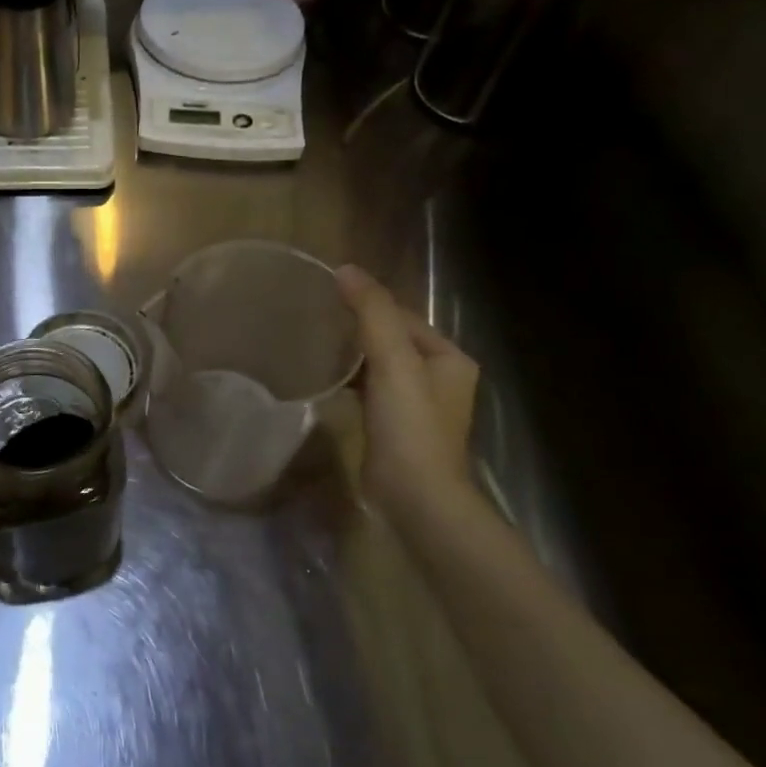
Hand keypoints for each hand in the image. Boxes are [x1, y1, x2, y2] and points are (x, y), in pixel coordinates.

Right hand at [336, 264, 479, 512]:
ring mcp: (419, 407)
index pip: (404, 318)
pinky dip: (353, 383)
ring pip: (382, 368)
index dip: (369, 306)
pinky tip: (328, 382)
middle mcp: (440, 379)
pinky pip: (373, 393)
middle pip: (393, 341)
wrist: (415, 497)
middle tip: (316, 321)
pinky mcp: (396, 429)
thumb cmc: (410, 426)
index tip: (327, 299)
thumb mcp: (394, 361)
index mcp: (450, 358)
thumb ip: (372, 314)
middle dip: (359, 331)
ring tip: (315, 345)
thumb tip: (345, 269)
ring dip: (354, 357)